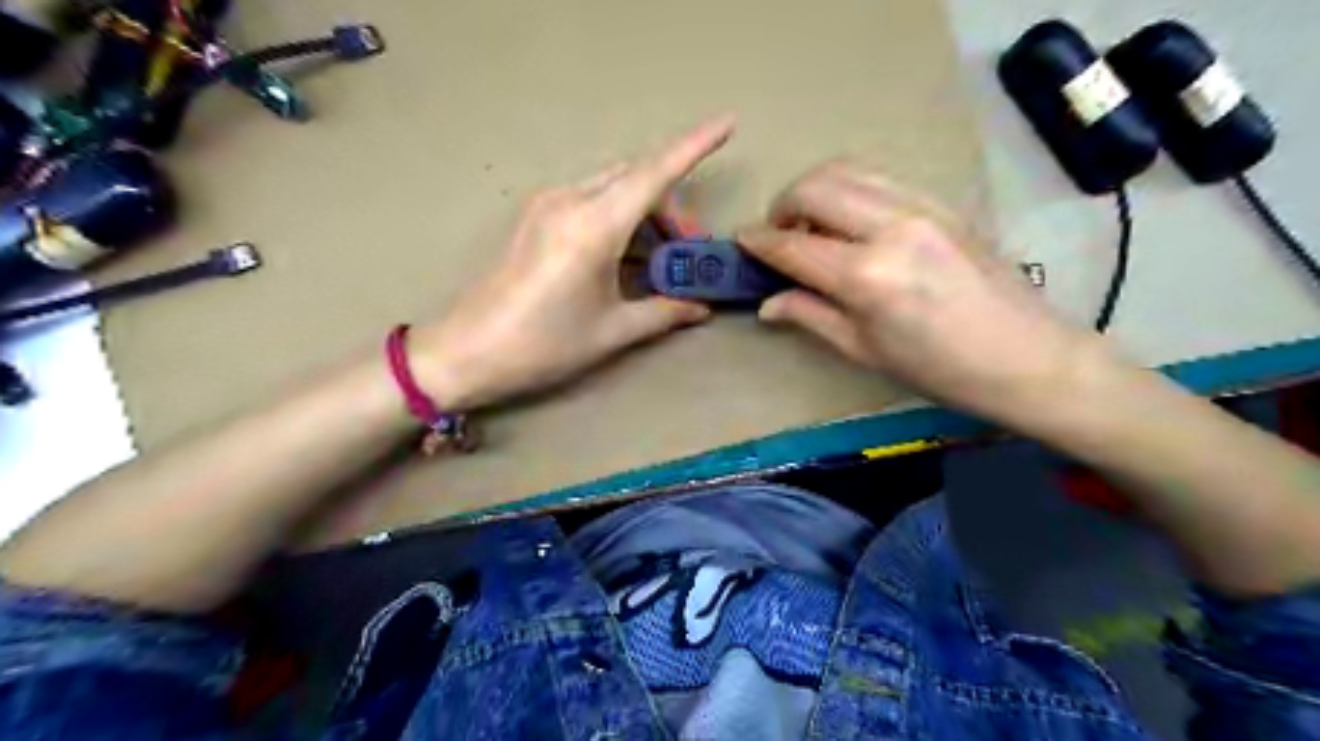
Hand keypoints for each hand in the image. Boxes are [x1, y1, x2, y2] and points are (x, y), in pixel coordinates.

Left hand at [417, 117, 738, 409]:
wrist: (466, 352)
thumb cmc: (543, 345)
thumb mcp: (611, 332)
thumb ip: (663, 313)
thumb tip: (701, 308)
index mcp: (593, 226)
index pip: (654, 174)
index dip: (695, 146)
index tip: (728, 124)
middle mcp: (569, 201)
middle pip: (637, 178)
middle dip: (673, 205)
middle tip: (690, 250)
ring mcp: (547, 205)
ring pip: (613, 187)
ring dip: (645, 211)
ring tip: (660, 258)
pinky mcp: (535, 217)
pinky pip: (591, 199)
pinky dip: (619, 216)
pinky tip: (626, 254)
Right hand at [739, 158, 1116, 431]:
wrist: (1027, 356)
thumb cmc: (940, 369)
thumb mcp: (864, 350)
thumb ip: (810, 316)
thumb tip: (767, 302)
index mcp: (866, 277)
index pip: (792, 245)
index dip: (758, 242)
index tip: (741, 243)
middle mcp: (889, 228)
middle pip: (813, 188)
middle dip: (781, 206)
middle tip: (778, 236)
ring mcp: (919, 206)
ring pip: (845, 170)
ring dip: (814, 191)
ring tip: (812, 226)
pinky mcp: (940, 201)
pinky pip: (878, 178)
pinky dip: (848, 189)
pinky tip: (850, 222)